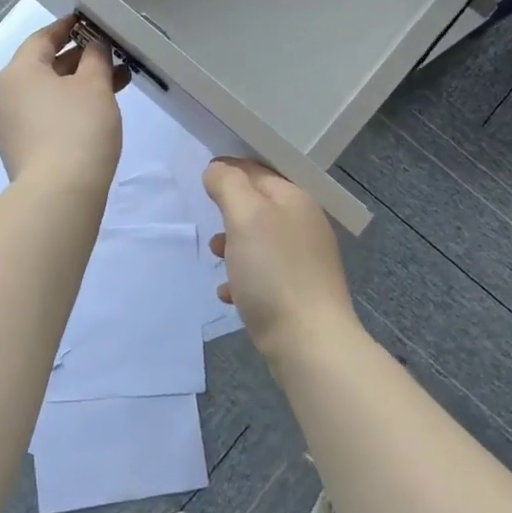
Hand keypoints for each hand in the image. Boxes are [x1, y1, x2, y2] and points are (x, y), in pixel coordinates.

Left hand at [0, 15, 126, 191]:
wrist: (59, 194)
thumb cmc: (78, 128)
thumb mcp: (94, 86)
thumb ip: (96, 58)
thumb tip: (93, 45)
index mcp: (17, 72)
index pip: (42, 38)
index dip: (68, 28)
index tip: (89, 23)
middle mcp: (5, 95)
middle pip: (43, 66)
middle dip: (79, 60)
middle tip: (111, 56)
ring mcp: (9, 126)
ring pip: (47, 94)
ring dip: (78, 86)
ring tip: (116, 84)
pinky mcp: (20, 150)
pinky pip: (45, 116)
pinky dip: (68, 107)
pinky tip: (96, 112)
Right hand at [204, 158, 358, 360]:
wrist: (309, 343)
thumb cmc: (273, 272)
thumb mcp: (245, 217)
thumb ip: (228, 185)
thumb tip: (218, 169)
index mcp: (296, 199)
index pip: (257, 171)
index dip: (229, 170)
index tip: (202, 178)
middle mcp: (305, 224)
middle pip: (258, 207)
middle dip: (230, 213)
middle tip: (209, 223)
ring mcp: (305, 260)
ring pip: (259, 241)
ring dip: (233, 246)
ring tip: (216, 258)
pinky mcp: (299, 292)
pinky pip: (264, 274)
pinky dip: (244, 278)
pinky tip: (229, 294)